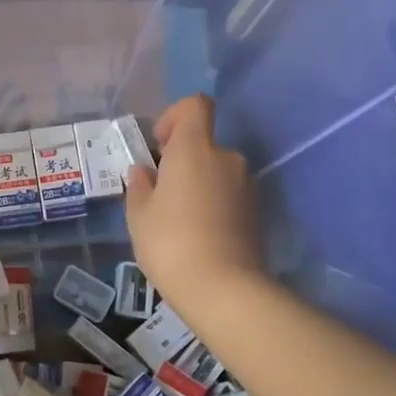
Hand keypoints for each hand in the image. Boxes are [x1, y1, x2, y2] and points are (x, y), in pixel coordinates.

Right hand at [125, 94, 262, 308]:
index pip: (195, 105)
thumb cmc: (170, 242)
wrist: (223, 289)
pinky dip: (213, 204)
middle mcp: (226, 157)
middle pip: (203, 143)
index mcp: (195, 148)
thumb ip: (140, 185)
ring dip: (198, 184)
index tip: (159, 145)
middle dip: (181, 160)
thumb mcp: (139, 214)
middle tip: (159, 193)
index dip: (175, 116)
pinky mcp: (257, 211)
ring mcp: (246, 185)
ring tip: (177, 219)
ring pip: (216, 171)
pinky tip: (197, 234)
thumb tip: (144, 171)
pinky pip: (228, 194)